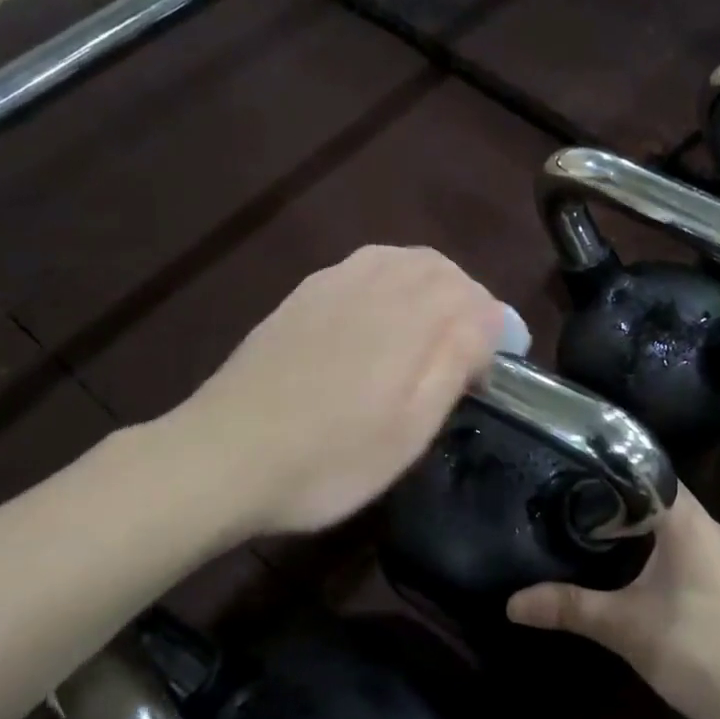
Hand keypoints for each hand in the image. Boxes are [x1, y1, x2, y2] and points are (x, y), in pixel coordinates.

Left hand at [160, 246, 506, 537]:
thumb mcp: (410, 429)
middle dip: (468, 302)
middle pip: (442, 270)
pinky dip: (391, 281)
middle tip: (469, 352)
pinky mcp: (302, 295)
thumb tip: (491, 319)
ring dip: (432, 286)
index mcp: (411, 318)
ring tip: (432, 330)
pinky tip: (380, 318)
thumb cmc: (330, 458)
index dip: (497, 332)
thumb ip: (456, 361)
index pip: (477, 302)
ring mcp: (333, 284)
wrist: (223, 456)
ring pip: (403, 260)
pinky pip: (364, 266)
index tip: (493, 374)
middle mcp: (376, 284)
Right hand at [507, 488, 719, 718]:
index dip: (609, 465)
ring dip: (636, 521)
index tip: (569, 465)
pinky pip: (682, 545)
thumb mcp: (626, 627)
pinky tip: (627, 563)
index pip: (647, 471)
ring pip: (671, 522)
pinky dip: (653, 544)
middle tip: (568, 494)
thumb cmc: (698, 650)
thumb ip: (570, 608)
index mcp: (687, 521)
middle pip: (658, 494)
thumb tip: (512, 603)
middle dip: (615, 494)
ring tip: (589, 522)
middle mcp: (708, 528)